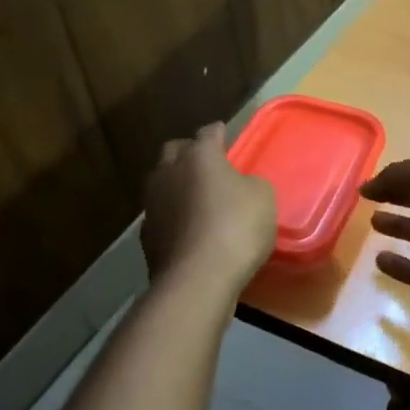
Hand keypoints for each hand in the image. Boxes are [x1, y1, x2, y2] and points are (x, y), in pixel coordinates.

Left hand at [141, 123, 276, 291]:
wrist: (198, 277)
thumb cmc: (237, 227)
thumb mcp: (263, 198)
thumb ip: (250, 184)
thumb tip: (240, 186)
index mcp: (200, 155)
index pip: (208, 133)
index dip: (218, 133)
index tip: (224, 134)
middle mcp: (169, 171)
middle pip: (175, 151)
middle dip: (189, 153)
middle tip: (208, 165)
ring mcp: (152, 203)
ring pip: (163, 182)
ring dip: (178, 185)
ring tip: (196, 199)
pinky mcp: (146, 234)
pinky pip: (161, 214)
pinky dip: (173, 216)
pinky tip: (187, 229)